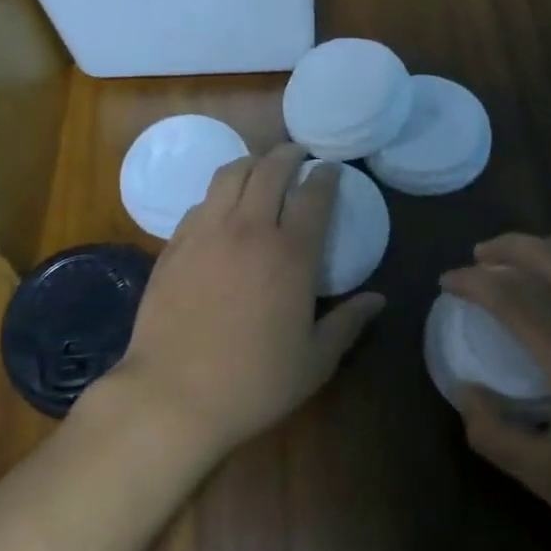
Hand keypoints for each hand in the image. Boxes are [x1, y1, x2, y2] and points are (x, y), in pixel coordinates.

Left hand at [105, 144, 384, 458]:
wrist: (172, 396)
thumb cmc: (254, 382)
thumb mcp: (315, 361)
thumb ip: (348, 324)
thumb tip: (378, 300)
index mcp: (291, 253)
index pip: (314, 195)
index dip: (326, 176)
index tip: (331, 170)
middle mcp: (249, 229)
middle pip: (270, 169)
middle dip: (288, 154)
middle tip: (298, 155)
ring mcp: (206, 232)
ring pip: (230, 174)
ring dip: (251, 163)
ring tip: (260, 167)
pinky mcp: (175, 245)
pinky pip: (201, 202)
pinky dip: (219, 194)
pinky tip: (222, 208)